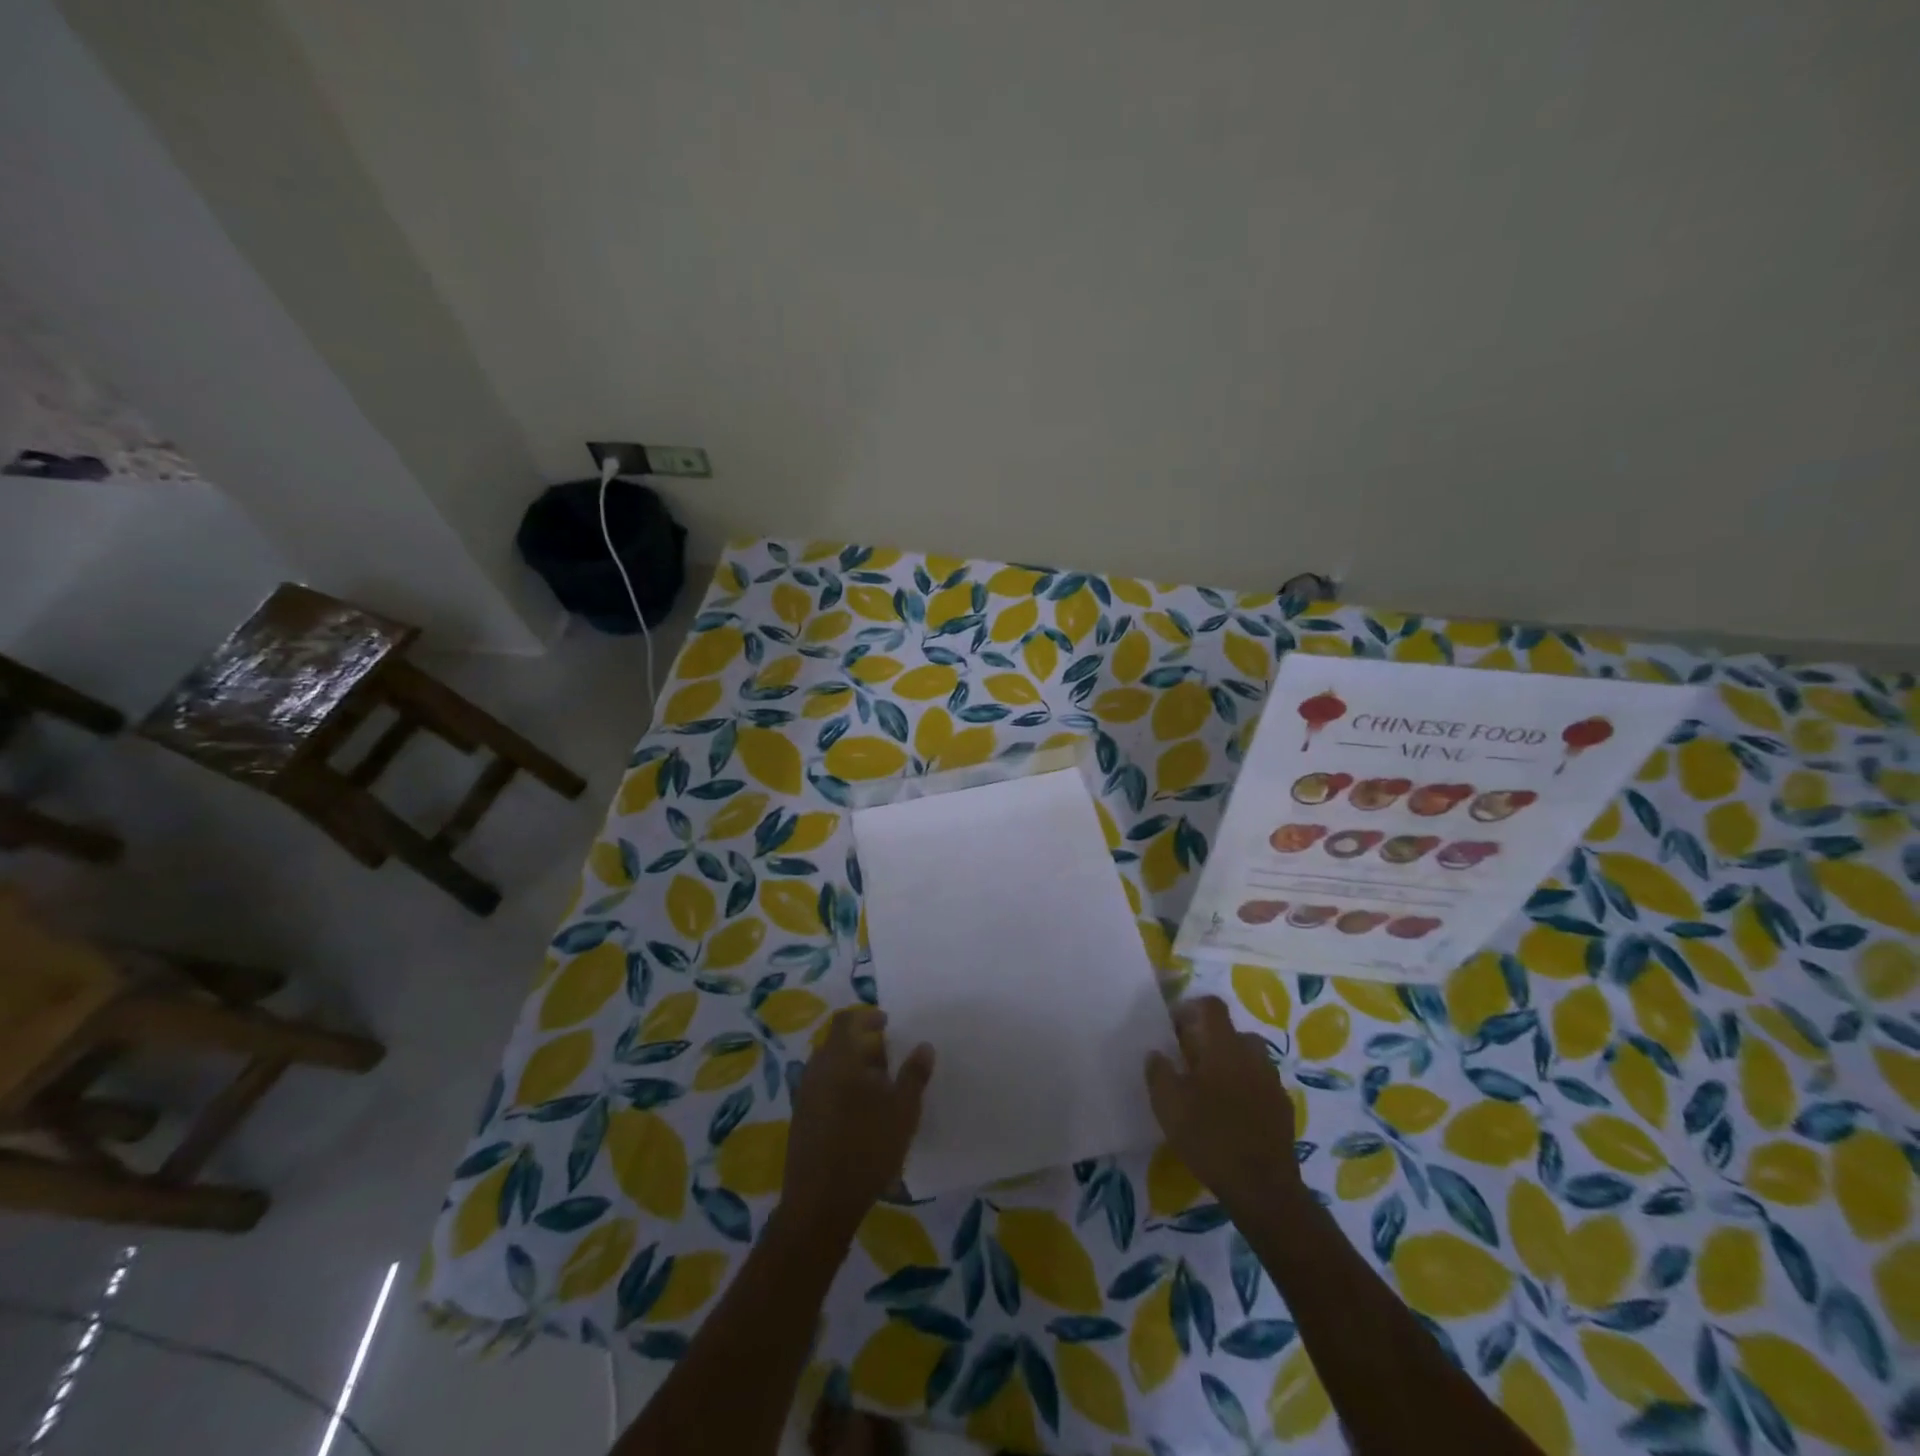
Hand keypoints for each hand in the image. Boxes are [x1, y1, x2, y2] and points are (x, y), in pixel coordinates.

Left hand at [780, 1007, 933, 1243]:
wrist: (820, 1203)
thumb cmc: (867, 1147)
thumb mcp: (903, 1110)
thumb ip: (914, 1074)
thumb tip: (923, 1046)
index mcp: (839, 1058)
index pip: (846, 1020)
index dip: (867, 1016)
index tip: (888, 1023)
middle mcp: (816, 1070)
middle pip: (838, 1044)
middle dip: (864, 1046)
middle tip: (890, 1061)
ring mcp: (805, 1096)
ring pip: (831, 1068)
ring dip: (854, 1070)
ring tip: (881, 1090)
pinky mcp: (802, 1120)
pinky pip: (824, 1090)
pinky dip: (843, 1090)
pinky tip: (862, 1116)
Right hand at [1146, 995, 1299, 1213]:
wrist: (1263, 1188)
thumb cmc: (1210, 1137)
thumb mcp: (1168, 1104)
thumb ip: (1158, 1072)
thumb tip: (1157, 1053)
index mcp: (1225, 1047)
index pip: (1212, 1006)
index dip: (1191, 1008)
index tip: (1173, 1027)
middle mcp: (1253, 1056)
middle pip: (1233, 1032)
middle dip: (1211, 1039)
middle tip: (1190, 1061)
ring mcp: (1272, 1083)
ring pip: (1249, 1059)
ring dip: (1230, 1065)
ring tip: (1210, 1090)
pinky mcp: (1283, 1110)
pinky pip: (1261, 1085)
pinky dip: (1245, 1089)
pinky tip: (1231, 1115)